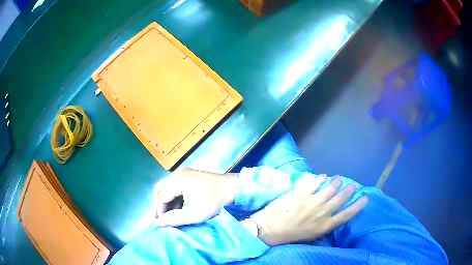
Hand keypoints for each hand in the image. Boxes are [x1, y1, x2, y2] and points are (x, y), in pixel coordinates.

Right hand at [153, 168, 238, 226]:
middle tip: (158, 219)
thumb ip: (176, 219)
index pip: (160, 197)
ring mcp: (183, 173)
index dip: (159, 211)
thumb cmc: (215, 202)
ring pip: (166, 187)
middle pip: (159, 189)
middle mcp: (177, 174)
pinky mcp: (188, 175)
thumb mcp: (196, 214)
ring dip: (164, 201)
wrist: (234, 188)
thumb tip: (159, 224)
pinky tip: (176, 208)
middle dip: (158, 205)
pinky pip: (173, 186)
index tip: (162, 223)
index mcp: (178, 181)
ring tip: (166, 215)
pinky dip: (172, 197)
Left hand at [250, 175, 367, 245]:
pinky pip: (316, 182)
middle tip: (352, 185)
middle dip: (349, 190)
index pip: (347, 215)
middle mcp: (323, 212)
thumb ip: (324, 227)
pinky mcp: (303, 193)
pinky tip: (324, 176)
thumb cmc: (291, 235)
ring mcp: (313, 201)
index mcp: (325, 225)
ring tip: (339, 178)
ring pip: (331, 188)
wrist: (271, 229)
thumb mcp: (311, 236)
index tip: (365, 198)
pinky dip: (321, 178)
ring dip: (337, 182)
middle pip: (341, 198)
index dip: (358, 206)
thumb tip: (332, 218)